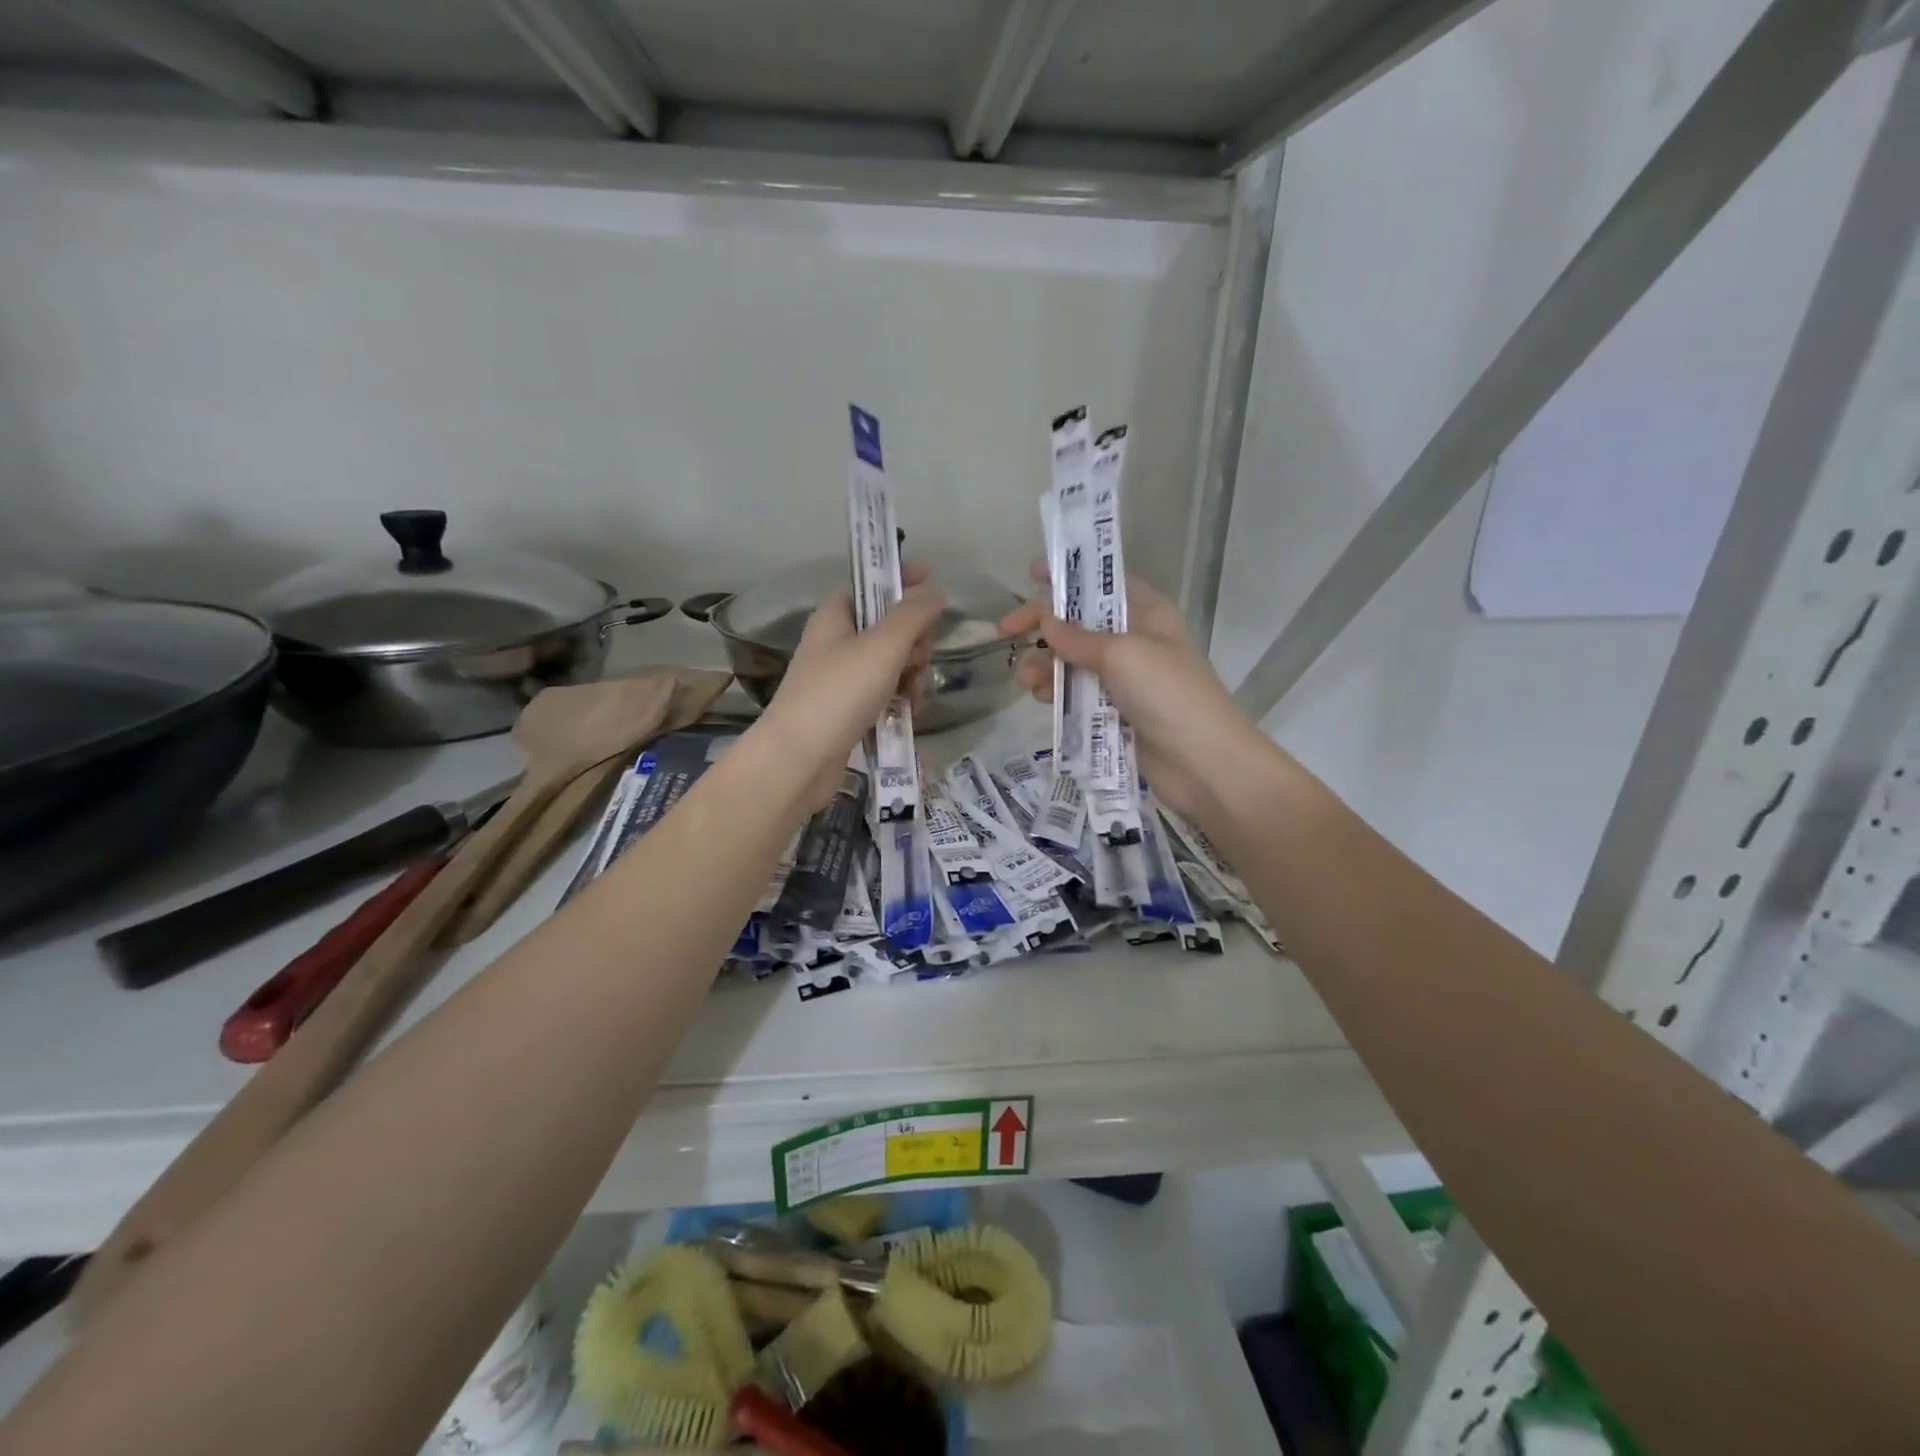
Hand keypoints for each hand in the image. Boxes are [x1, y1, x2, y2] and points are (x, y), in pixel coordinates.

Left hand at [758, 565, 946, 811]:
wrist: (799, 759)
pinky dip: (901, 701)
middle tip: (916, 661)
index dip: (903, 583)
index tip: (934, 588)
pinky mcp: (850, 711)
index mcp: (836, 616)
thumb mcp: (882, 646)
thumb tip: (935, 590)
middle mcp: (837, 643)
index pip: (873, 586)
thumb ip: (913, 614)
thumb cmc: (839, 693)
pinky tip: (908, 715)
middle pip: (891, 628)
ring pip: (894, 665)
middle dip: (915, 644)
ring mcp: (843, 679)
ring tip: (912, 697)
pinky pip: (886, 695)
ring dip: (913, 677)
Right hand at [997, 564, 1266, 821]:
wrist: (1202, 762)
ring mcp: (1126, 679)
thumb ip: (1077, 637)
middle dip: (1045, 628)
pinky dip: (1058, 692)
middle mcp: (1136, 641)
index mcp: (1147, 614)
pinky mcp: (1117, 712)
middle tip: (1006, 633)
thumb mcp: (1122, 654)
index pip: (1103, 584)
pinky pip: (1079, 694)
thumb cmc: (1168, 693)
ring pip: (1075, 662)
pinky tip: (1041, 698)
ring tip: (1024, 679)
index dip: (1069, 576)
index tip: (1031, 573)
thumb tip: (1044, 620)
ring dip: (1046, 665)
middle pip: (1081, 624)